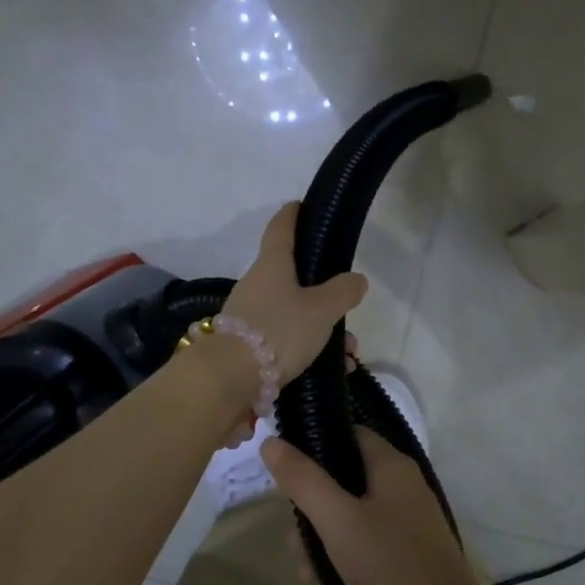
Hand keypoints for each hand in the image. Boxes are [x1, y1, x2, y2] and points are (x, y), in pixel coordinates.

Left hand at [220, 202, 367, 383]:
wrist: (228, 379)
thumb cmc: (278, 331)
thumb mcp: (321, 310)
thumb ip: (343, 292)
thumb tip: (356, 279)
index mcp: (272, 264)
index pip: (281, 228)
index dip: (292, 215)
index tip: (300, 205)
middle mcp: (257, 284)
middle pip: (293, 277)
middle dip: (323, 292)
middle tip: (347, 305)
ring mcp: (249, 315)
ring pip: (294, 313)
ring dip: (322, 328)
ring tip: (348, 352)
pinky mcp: (247, 345)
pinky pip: (286, 339)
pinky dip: (309, 349)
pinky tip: (333, 369)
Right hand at [262, 427, 487, 584]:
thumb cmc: (389, 564)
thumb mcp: (337, 521)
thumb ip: (304, 480)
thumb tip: (271, 441)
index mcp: (391, 465)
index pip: (348, 433)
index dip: (314, 443)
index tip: (283, 469)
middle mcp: (403, 483)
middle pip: (346, 474)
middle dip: (313, 501)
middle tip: (291, 533)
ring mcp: (408, 516)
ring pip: (353, 509)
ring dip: (323, 532)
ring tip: (303, 568)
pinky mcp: (409, 547)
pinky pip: (367, 535)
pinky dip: (343, 549)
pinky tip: (322, 579)